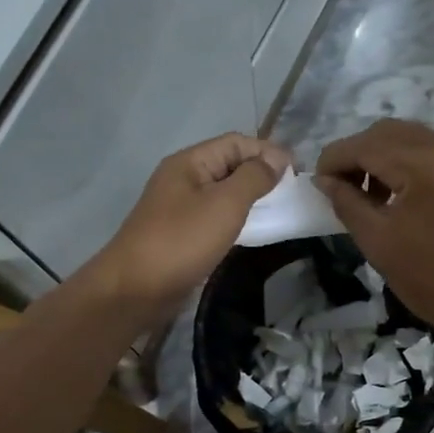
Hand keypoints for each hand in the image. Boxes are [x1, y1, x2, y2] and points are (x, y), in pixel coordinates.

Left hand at [82, 133, 290, 319]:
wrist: (135, 289)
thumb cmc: (182, 241)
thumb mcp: (225, 204)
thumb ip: (254, 178)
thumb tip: (276, 159)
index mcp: (190, 162)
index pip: (236, 142)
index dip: (268, 151)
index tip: (298, 172)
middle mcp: (184, 178)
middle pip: (229, 164)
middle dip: (261, 173)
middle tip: (292, 193)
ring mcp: (180, 207)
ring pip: (223, 192)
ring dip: (251, 197)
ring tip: (278, 210)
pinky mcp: (182, 233)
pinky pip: (215, 216)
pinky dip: (237, 218)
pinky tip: (253, 231)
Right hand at [314, 120, 433, 347]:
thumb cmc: (430, 279)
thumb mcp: (377, 241)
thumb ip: (346, 201)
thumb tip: (325, 179)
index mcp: (425, 165)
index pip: (366, 145)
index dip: (335, 158)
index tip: (317, 181)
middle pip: (390, 132)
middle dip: (359, 152)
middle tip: (341, 186)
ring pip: (414, 138)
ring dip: (384, 156)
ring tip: (370, 194)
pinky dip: (411, 163)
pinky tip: (401, 195)